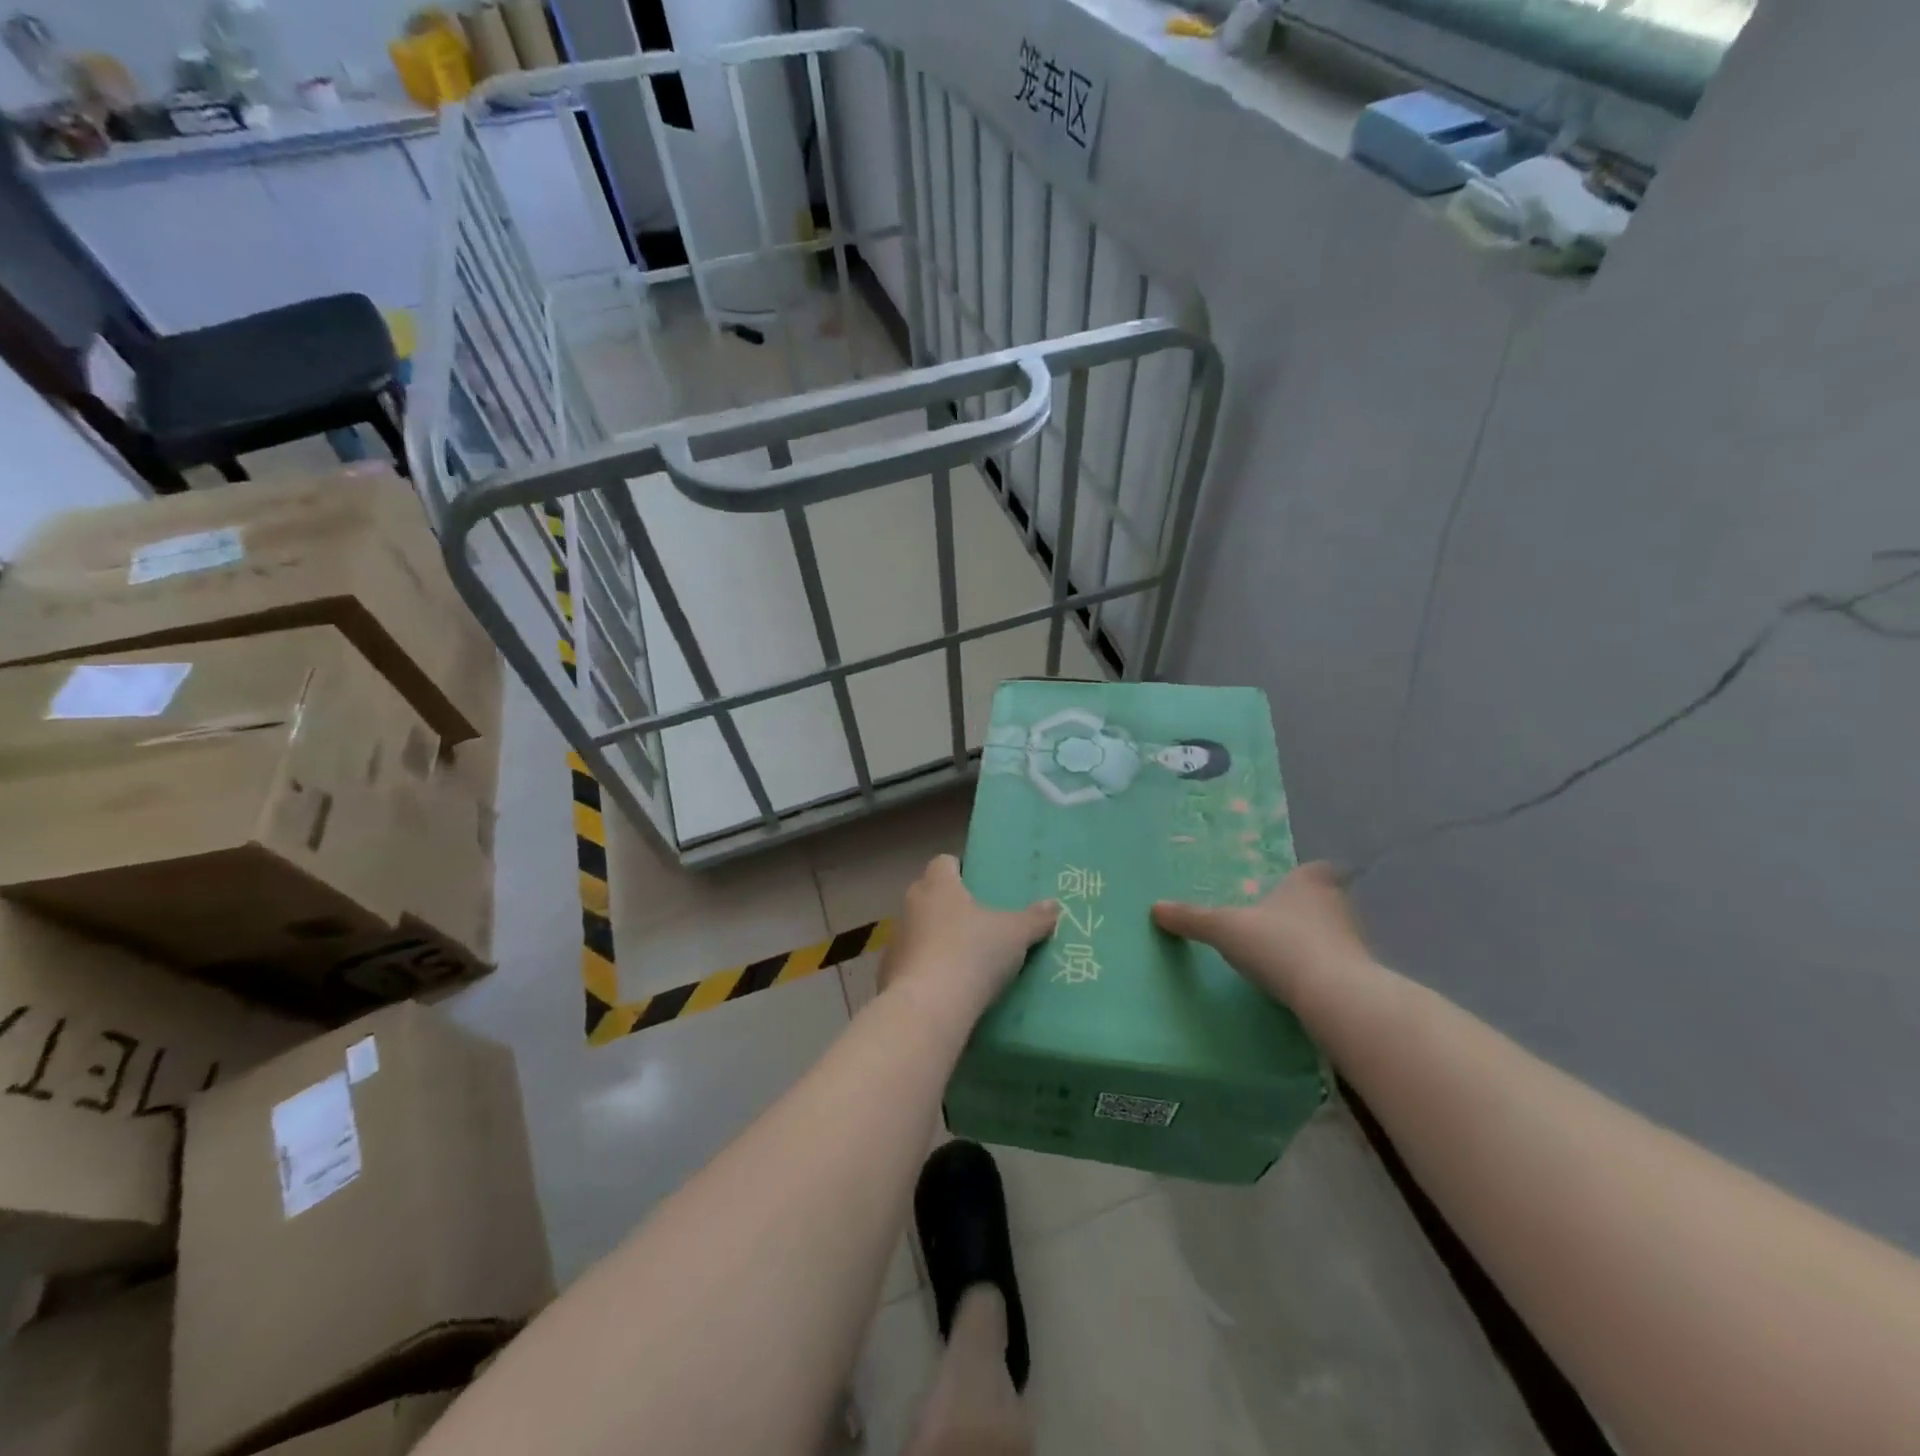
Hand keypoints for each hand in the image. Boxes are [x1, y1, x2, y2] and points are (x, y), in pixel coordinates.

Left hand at [879, 855, 1057, 1015]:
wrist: (928, 1008)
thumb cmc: (972, 954)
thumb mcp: (1015, 935)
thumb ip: (1035, 918)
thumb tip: (1054, 905)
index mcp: (939, 886)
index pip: (944, 862)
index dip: (960, 869)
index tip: (979, 884)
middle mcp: (912, 904)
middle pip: (930, 894)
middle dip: (950, 904)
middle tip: (979, 921)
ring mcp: (897, 939)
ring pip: (918, 929)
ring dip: (935, 938)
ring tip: (964, 958)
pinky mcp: (888, 972)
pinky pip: (911, 963)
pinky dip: (925, 969)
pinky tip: (945, 987)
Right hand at [1152, 862, 1367, 1000]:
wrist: (1334, 996)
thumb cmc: (1279, 945)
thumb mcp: (1225, 929)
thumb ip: (1193, 918)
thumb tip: (1155, 908)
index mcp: (1308, 882)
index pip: (1315, 868)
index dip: (1304, 875)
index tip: (1291, 886)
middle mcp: (1337, 904)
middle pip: (1324, 899)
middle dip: (1305, 908)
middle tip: (1277, 920)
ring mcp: (1354, 940)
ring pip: (1332, 933)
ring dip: (1314, 941)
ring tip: (1284, 955)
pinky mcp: (1361, 975)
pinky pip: (1338, 965)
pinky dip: (1321, 970)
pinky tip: (1300, 983)